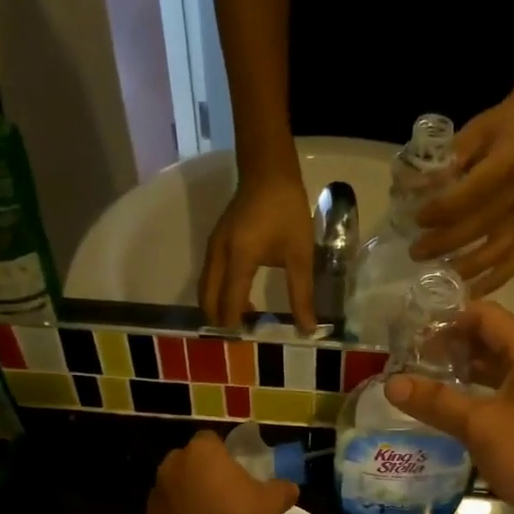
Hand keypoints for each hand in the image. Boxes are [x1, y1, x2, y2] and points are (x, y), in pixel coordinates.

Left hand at [140, 431, 298, 513]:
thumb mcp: (271, 505)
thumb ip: (281, 491)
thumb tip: (289, 487)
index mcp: (202, 452)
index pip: (211, 440)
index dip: (225, 455)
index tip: (238, 473)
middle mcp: (172, 466)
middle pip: (190, 464)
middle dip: (205, 476)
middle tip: (227, 497)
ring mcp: (155, 496)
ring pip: (177, 491)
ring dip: (190, 501)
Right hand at [199, 172, 313, 331]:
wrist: (268, 172)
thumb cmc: (287, 211)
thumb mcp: (300, 255)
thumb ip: (301, 294)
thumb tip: (307, 328)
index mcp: (238, 259)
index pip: (230, 303)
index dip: (236, 325)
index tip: (248, 342)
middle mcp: (218, 255)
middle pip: (208, 299)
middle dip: (221, 320)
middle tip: (242, 336)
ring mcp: (212, 247)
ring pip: (206, 288)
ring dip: (218, 307)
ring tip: (242, 321)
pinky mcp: (215, 242)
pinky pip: (209, 276)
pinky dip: (218, 293)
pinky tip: (239, 297)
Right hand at [382, 301, 513, 513]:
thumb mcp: (481, 426)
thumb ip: (437, 402)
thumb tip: (391, 383)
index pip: (486, 315)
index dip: (449, 317)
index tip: (411, 330)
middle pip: (489, 341)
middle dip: (450, 345)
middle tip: (408, 356)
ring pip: (493, 371)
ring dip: (459, 372)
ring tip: (419, 380)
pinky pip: (497, 397)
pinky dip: (471, 397)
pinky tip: (444, 411)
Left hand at [410, 96, 513, 296]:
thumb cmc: (501, 126)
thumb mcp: (473, 132)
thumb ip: (447, 161)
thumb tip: (414, 188)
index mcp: (508, 164)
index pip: (471, 195)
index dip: (442, 210)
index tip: (417, 219)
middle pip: (480, 228)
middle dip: (444, 244)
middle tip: (416, 253)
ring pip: (497, 251)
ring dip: (466, 267)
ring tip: (438, 275)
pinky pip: (513, 260)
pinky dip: (494, 280)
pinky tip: (472, 292)